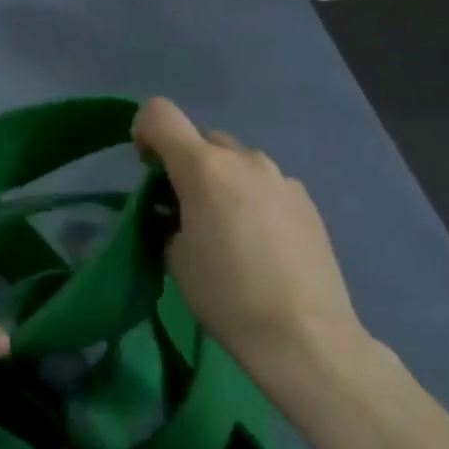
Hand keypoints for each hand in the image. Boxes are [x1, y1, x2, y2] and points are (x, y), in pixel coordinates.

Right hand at [132, 97, 366, 377]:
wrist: (304, 335)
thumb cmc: (225, 294)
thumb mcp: (174, 255)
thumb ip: (167, 215)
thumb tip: (176, 208)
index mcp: (203, 167)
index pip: (158, 113)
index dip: (143, 131)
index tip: (146, 168)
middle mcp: (243, 159)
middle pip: (200, 138)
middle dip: (185, 162)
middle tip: (183, 207)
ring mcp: (280, 177)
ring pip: (236, 161)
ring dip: (221, 179)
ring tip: (225, 228)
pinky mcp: (305, 200)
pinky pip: (264, 183)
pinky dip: (250, 197)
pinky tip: (259, 241)